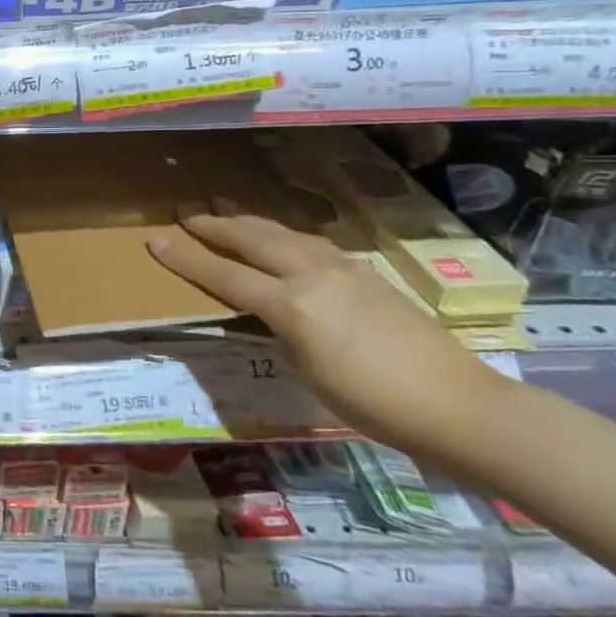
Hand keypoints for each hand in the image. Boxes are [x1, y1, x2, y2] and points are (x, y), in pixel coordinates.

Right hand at [148, 199, 508, 453]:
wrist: (460, 406)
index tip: (155, 241)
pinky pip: (310, 242)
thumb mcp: (306, 372)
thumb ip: (277, 332)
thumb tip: (263, 312)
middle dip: (215, 224)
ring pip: (283, 232)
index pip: (224, 276)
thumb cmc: (373, 403)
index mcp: (291, 304)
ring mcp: (343, 268)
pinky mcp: (365, 273)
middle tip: (185, 212)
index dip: (186, 259)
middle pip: (252, 238)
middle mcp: (312, 274)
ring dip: (248, 220)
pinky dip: (282, 233)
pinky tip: (280, 235)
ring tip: (224, 210)